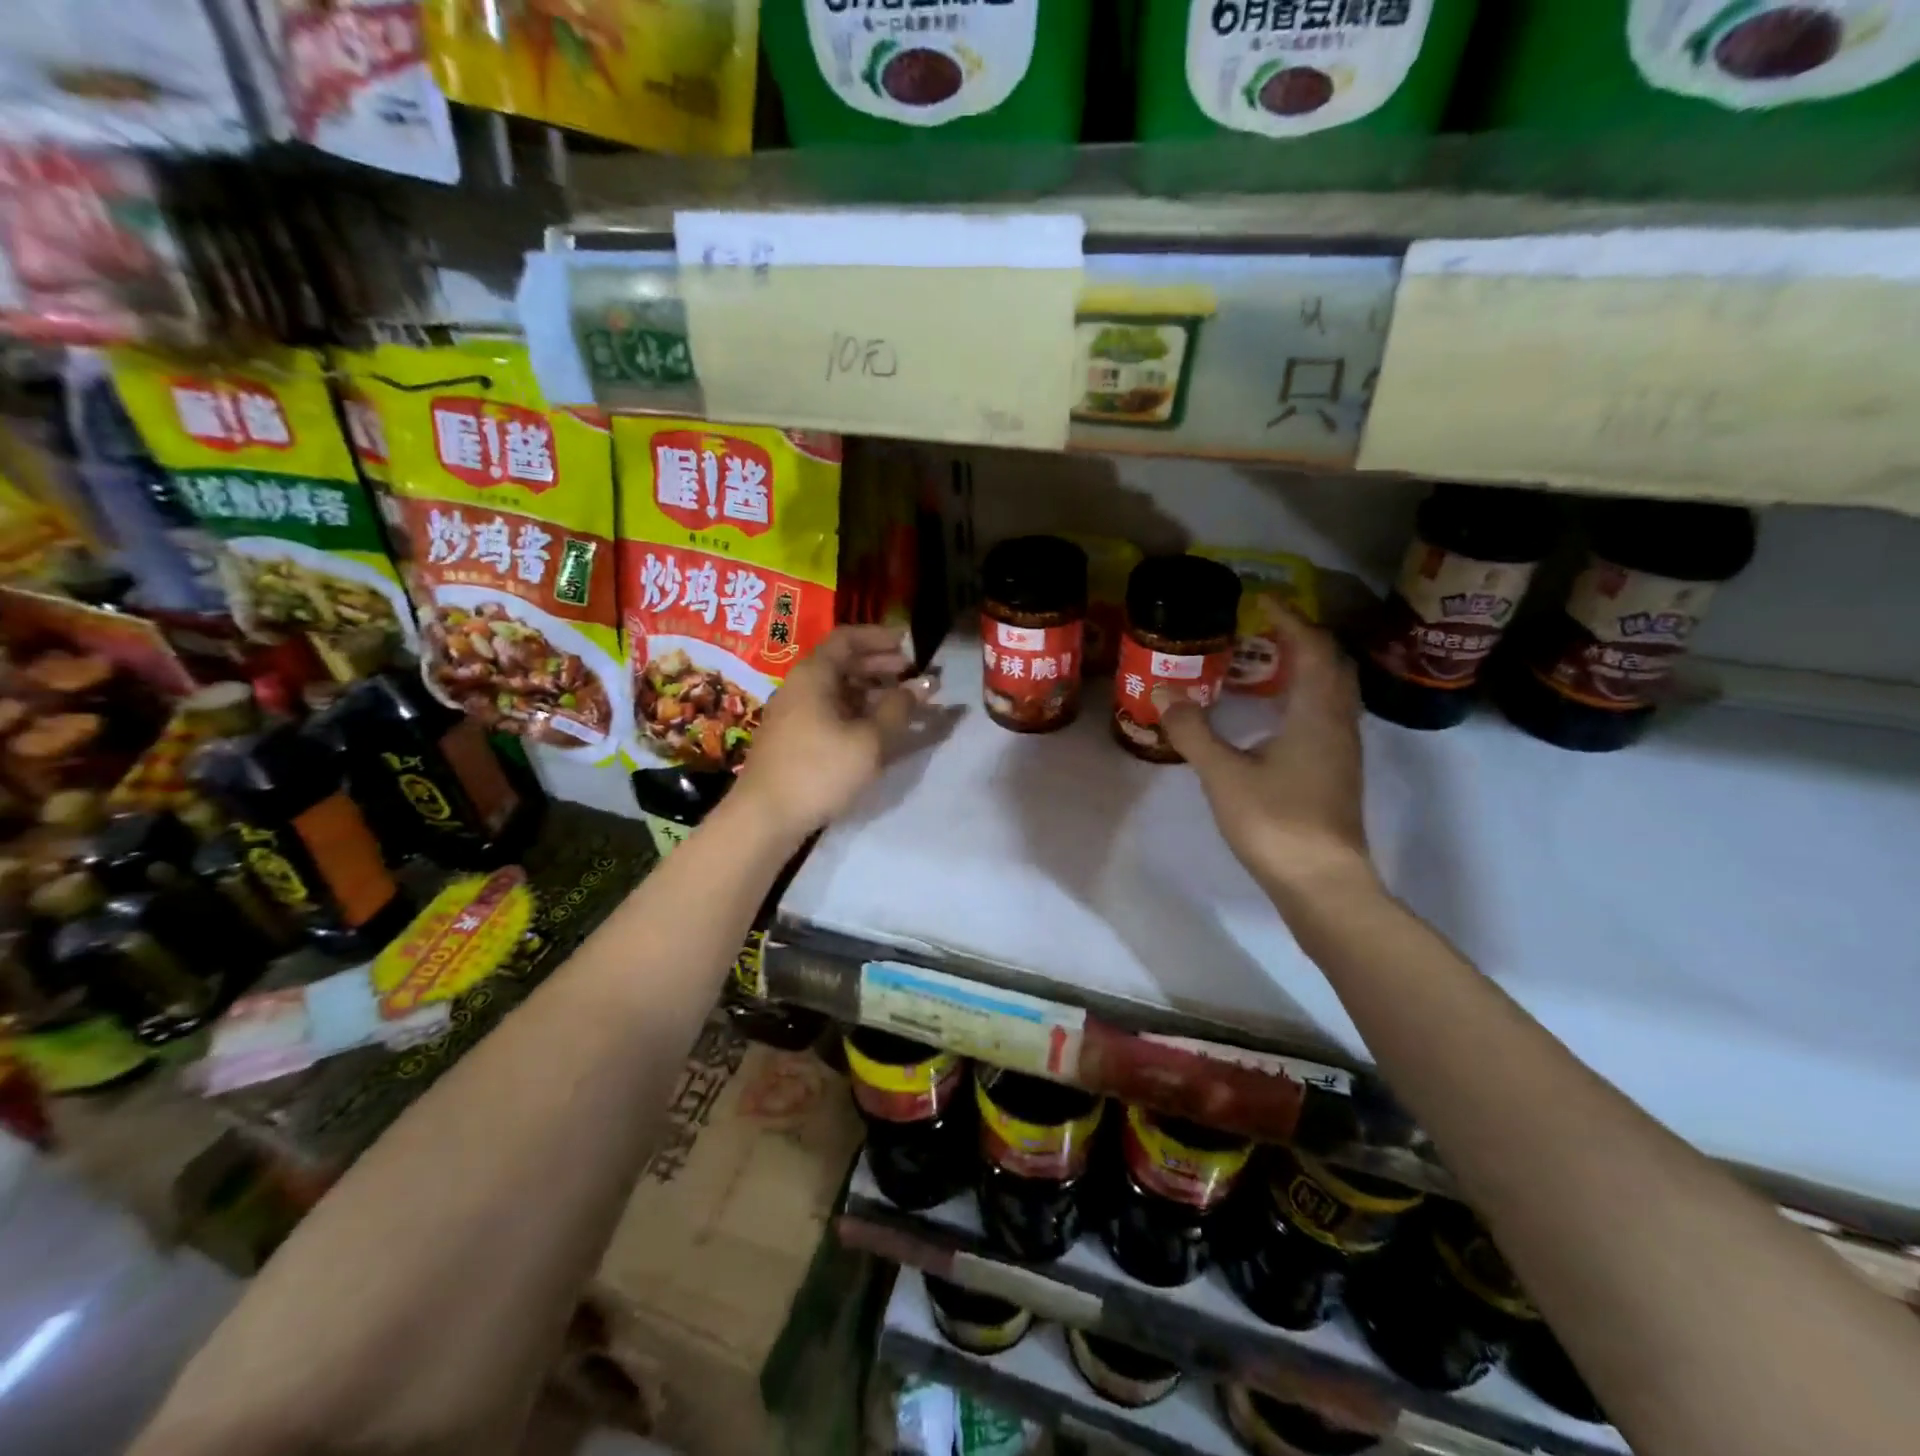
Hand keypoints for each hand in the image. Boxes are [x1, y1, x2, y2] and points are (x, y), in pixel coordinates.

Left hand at [734, 624, 933, 841]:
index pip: (847, 638)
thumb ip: (899, 709)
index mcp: (814, 675)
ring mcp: (794, 714)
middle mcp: (800, 687)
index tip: (908, 643)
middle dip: (879, 665)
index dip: (879, 637)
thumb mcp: (869, 740)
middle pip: (842, 663)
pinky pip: (830, 712)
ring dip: (871, 691)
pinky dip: (857, 712)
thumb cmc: (819, 770)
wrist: (765, 817)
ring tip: (902, 703)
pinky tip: (876, 729)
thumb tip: (924, 684)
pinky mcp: (793, 739)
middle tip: (911, 673)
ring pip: (838, 690)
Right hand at [1157, 609, 1374, 899]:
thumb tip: (1163, 692)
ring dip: (1306, 668)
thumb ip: (1193, 732)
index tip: (1262, 601)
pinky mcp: (1337, 773)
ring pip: (1332, 693)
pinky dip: (1305, 698)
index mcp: (1316, 714)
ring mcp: (1342, 751)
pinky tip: (1275, 716)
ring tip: (1267, 664)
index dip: (1290, 619)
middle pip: (1331, 666)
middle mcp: (1338, 724)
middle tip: (1265, 629)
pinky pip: (1326, 716)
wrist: (1321, 883)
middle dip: (1302, 639)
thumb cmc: (1275, 822)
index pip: (1312, 649)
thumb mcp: (1223, 775)